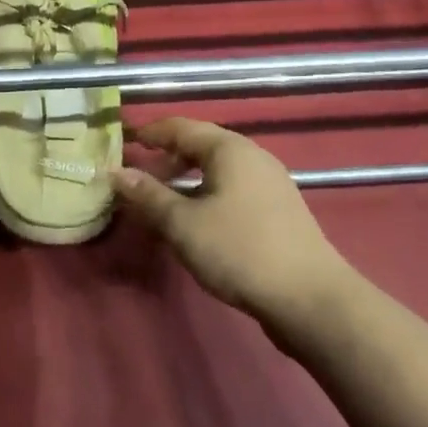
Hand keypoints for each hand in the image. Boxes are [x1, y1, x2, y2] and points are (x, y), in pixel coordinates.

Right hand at [112, 117, 354, 320]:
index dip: (148, 133)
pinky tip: (194, 221)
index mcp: (229, 149)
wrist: (311, 300)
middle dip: (165, 157)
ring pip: (216, 170)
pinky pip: (231, 189)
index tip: (121, 142)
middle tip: (136, 175)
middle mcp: (252, 156)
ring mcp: (269, 183)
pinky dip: (205, 194)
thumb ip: (148, 195)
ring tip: (160, 201)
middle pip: (200, 145)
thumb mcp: (183, 224)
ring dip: (184, 179)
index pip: (179, 127)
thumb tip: (115, 173)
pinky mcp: (277, 210)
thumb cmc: (240, 250)